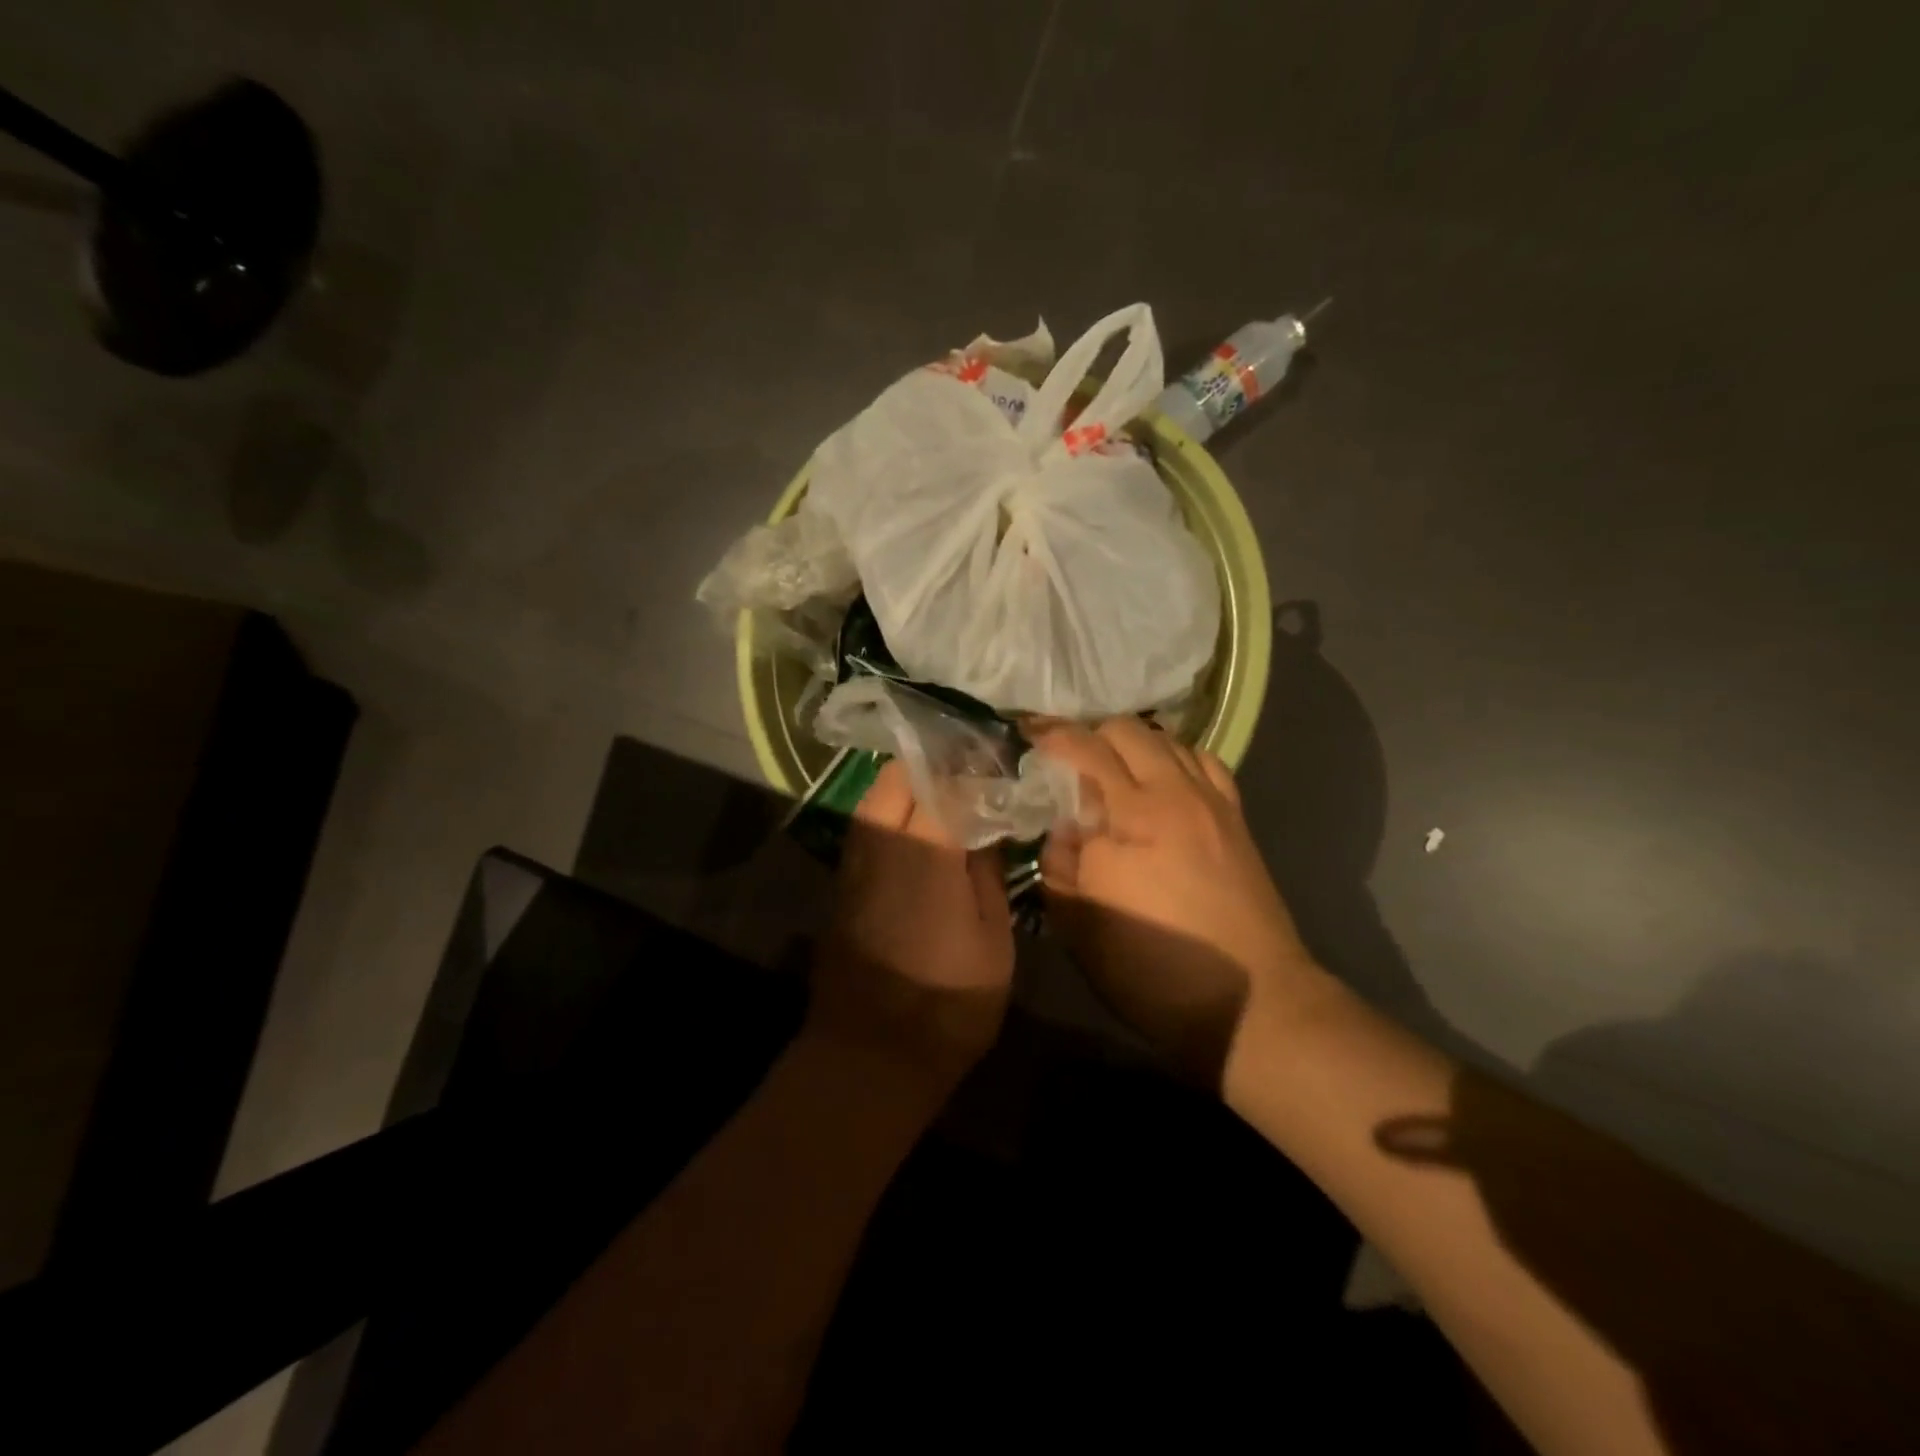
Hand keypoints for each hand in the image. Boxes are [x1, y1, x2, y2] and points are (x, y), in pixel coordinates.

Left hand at [808, 761, 1014, 1091]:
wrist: (871, 1056)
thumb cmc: (949, 1003)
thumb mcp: (994, 940)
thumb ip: (989, 872)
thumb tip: (989, 826)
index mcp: (928, 851)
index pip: (949, 784)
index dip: (975, 770)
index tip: (999, 769)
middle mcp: (883, 843)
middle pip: (899, 776)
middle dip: (934, 766)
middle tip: (970, 777)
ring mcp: (854, 863)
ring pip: (874, 798)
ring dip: (907, 787)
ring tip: (945, 799)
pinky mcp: (842, 885)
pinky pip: (865, 830)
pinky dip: (890, 815)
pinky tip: (917, 834)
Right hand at [1031, 718, 1333, 1082]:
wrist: (1253, 1002)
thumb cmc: (1155, 969)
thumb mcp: (1082, 926)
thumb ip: (1060, 864)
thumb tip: (1062, 827)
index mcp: (1133, 815)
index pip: (1086, 750)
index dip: (1052, 736)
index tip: (1028, 736)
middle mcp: (1175, 793)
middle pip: (1128, 731)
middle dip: (1090, 734)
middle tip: (1066, 760)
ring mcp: (1212, 802)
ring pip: (1168, 739)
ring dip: (1132, 744)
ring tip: (1112, 770)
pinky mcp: (1236, 819)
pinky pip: (1204, 762)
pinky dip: (1175, 757)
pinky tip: (1164, 782)